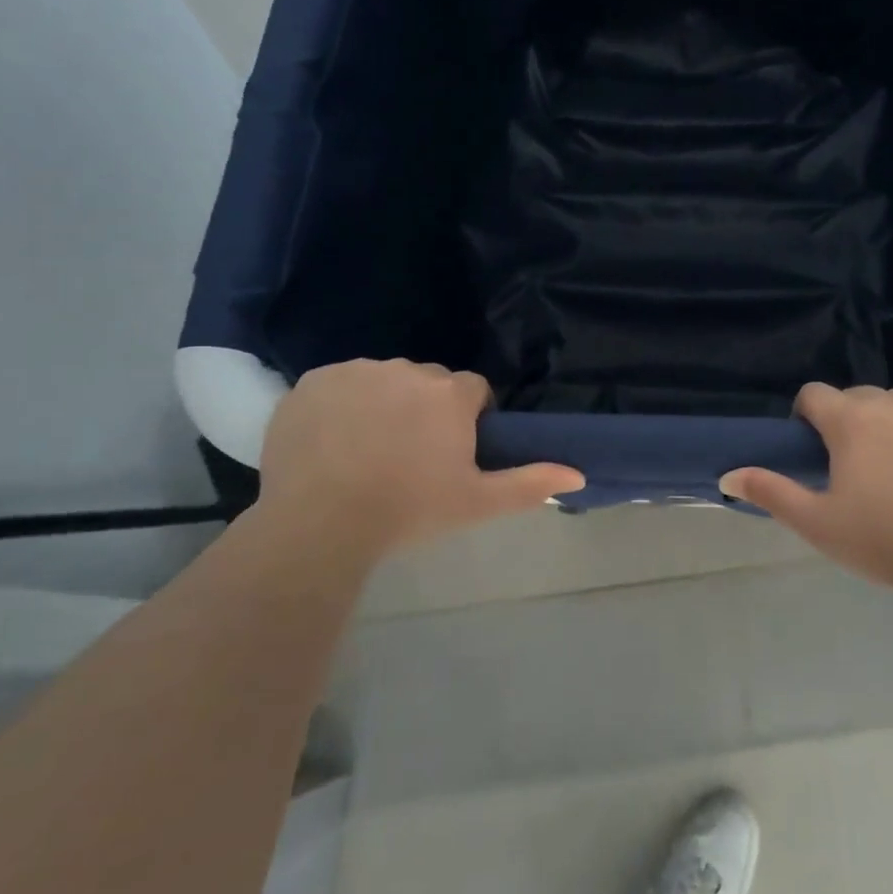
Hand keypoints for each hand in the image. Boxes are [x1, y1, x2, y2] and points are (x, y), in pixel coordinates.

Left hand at [257, 358, 583, 558]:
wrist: (319, 523)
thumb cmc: (408, 511)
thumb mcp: (476, 502)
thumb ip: (529, 483)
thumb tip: (578, 474)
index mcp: (449, 394)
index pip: (472, 389)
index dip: (467, 418)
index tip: (453, 450)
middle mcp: (407, 370)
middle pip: (428, 381)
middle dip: (426, 407)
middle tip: (411, 454)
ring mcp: (356, 372)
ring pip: (383, 380)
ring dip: (384, 402)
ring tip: (367, 450)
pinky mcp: (314, 381)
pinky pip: (339, 384)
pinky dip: (341, 404)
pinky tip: (332, 442)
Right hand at [719, 383, 892, 591]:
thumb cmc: (885, 542)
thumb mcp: (818, 524)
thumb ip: (770, 492)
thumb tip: (727, 475)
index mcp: (850, 420)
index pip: (814, 394)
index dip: (808, 416)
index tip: (817, 447)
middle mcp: (892, 401)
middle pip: (859, 397)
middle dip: (852, 421)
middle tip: (862, 466)